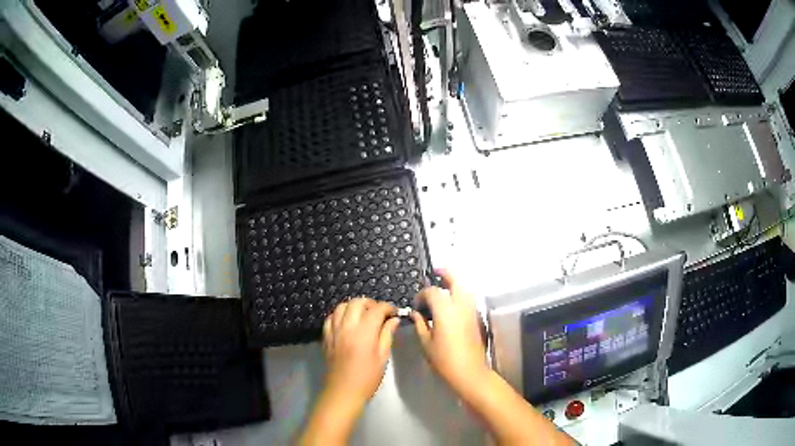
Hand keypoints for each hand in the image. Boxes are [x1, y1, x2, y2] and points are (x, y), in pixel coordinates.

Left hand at [322, 297, 400, 403]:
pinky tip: (347, 322)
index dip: (387, 307)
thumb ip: (387, 335)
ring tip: (363, 315)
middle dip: (371, 303)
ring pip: (342, 306)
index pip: (377, 309)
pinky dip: (340, 314)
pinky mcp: (326, 336)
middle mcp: (347, 326)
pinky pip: (331, 317)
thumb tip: (394, 320)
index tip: (394, 312)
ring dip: (354, 306)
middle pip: (357, 302)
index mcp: (364, 332)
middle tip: (379, 313)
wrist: (343, 391)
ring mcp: (334, 330)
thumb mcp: (383, 357)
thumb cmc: (368, 378)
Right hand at [412, 270, 488, 393]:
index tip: (416, 305)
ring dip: (454, 284)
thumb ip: (420, 324)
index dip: (422, 295)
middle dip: (445, 274)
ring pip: (465, 289)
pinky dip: (460, 294)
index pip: (432, 292)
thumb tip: (416, 313)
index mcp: (445, 311)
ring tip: (444, 285)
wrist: (469, 372)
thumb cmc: (444, 360)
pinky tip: (452, 303)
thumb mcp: (426, 343)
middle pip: (455, 281)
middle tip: (436, 271)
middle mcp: (461, 306)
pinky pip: (469, 299)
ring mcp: (471, 311)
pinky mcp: (477, 318)